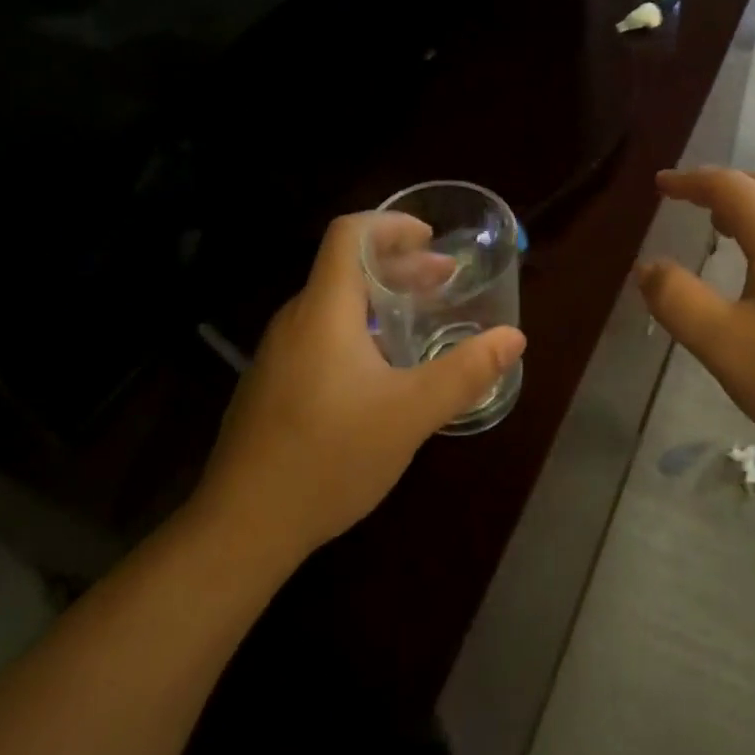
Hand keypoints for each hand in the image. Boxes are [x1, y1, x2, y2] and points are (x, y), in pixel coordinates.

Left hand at [186, 212, 525, 560]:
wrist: (240, 530)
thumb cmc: (329, 457)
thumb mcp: (411, 413)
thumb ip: (466, 372)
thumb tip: (514, 338)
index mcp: (324, 310)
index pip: (349, 233)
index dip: (391, 224)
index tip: (430, 239)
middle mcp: (295, 321)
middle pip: (347, 268)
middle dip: (400, 266)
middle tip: (445, 282)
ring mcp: (277, 355)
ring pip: (334, 304)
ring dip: (381, 300)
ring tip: (421, 321)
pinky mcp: (271, 386)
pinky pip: (320, 335)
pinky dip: (358, 329)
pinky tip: (382, 371)